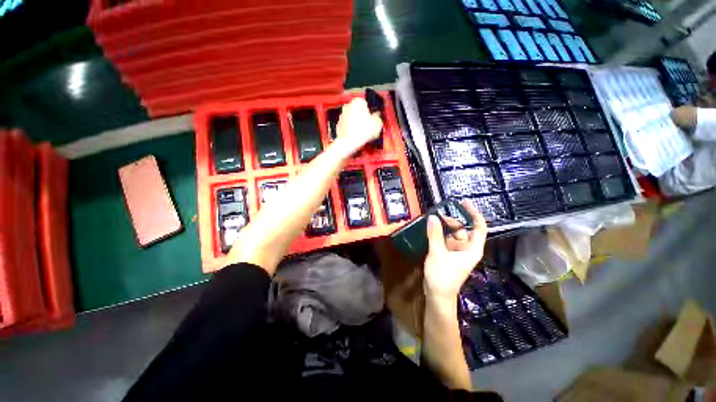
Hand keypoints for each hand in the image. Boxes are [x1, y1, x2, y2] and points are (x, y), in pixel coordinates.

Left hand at [334, 98, 382, 155]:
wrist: (349, 143)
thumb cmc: (363, 132)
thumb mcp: (377, 123)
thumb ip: (378, 117)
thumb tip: (377, 116)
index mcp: (358, 101)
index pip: (367, 103)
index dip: (371, 112)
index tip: (373, 119)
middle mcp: (348, 106)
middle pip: (358, 111)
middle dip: (363, 117)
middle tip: (369, 127)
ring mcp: (342, 115)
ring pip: (353, 118)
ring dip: (358, 124)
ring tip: (363, 133)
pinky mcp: (339, 125)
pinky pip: (348, 126)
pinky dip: (352, 130)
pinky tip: (357, 136)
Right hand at [424, 201, 487, 301]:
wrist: (437, 295)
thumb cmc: (442, 275)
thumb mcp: (437, 252)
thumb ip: (435, 234)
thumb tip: (432, 217)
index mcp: (471, 249)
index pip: (478, 227)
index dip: (473, 214)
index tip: (463, 203)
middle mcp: (466, 249)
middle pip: (463, 229)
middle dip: (452, 221)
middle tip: (437, 215)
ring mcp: (457, 252)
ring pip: (452, 235)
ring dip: (443, 228)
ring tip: (431, 222)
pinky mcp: (448, 255)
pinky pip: (445, 241)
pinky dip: (439, 235)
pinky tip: (430, 231)